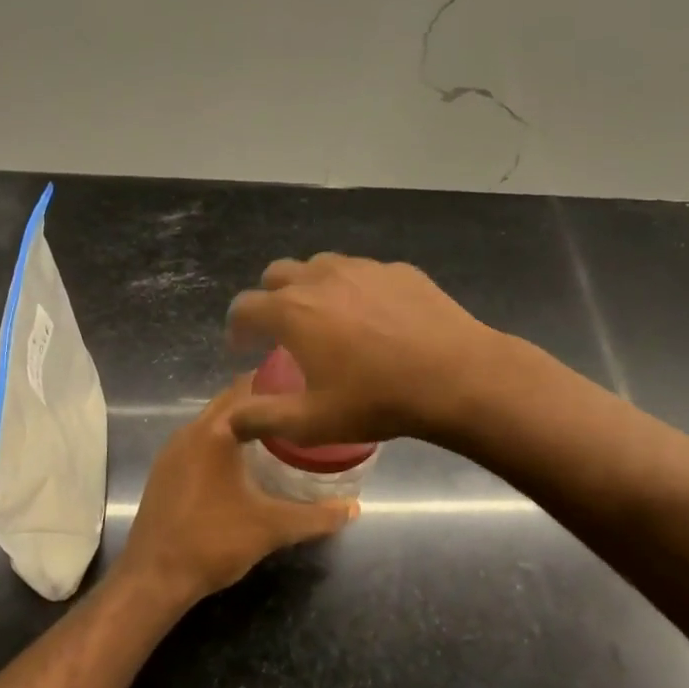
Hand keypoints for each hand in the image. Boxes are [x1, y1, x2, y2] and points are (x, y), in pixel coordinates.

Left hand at [117, 377, 357, 602]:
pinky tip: (243, 461)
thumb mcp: (272, 528)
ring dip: (241, 421)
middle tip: (299, 406)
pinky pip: (199, 441)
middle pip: (229, 402)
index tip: (306, 385)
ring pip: (213, 422)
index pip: (248, 389)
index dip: (277, 382)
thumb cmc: (214, 541)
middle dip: (262, 400)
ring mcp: (172, 451)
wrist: (154, 578)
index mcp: (215, 432)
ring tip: (278, 430)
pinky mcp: (164, 471)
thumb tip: (355, 508)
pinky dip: (222, 440)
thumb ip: (317, 516)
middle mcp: (189, 431)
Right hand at [225, 253, 502, 447]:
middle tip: (282, 329)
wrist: (457, 376)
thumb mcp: (312, 422)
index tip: (244, 346)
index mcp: (292, 311)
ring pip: (320, 265)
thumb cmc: (377, 400)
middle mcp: (321, 277)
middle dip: (270, 297)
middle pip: (277, 273)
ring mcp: (363, 268)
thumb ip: (263, 419)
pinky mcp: (398, 269)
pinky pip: (362, 272)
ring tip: (327, 318)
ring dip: (311, 287)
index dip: (237, 327)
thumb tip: (231, 421)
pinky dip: (354, 288)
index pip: (245, 306)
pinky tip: (374, 317)